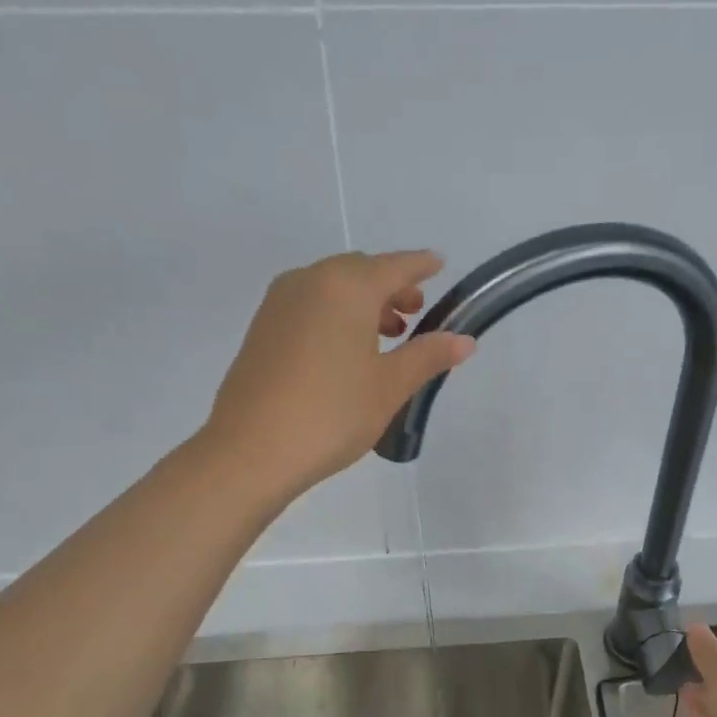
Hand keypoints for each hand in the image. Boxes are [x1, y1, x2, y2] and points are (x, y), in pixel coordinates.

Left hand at [204, 250, 474, 497]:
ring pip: (332, 288)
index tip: (440, 265)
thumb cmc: (332, 413)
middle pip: (360, 272)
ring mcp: (279, 303)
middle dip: (391, 287)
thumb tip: (465, 340)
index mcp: (347, 286)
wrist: (251, 451)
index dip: (421, 266)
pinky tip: (347, 351)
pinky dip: (336, 314)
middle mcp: (310, 281)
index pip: (395, 266)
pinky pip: (310, 305)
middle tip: (415, 315)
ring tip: (386, 337)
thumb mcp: (390, 386)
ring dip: (363, 303)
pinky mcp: (262, 328)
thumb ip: (428, 356)